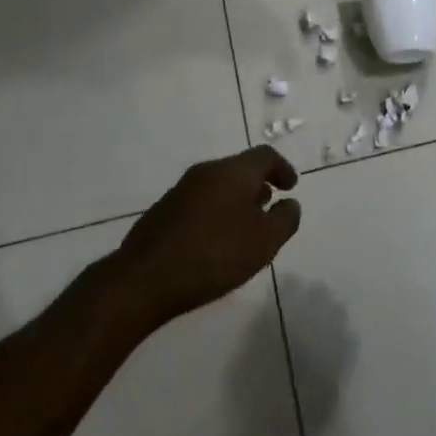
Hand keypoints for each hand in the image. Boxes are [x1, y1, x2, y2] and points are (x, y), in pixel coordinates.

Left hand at [109, 147, 301, 331]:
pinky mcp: (162, 213)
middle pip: (239, 169)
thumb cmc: (214, 255)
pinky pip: (199, 203)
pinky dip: (215, 213)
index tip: (291, 188)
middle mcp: (205, 172)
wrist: (144, 279)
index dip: (283, 168)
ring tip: (244, 228)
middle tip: (269, 207)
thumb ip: (285, 219)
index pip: (265, 156)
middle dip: (258, 185)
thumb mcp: (264, 242)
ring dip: (236, 200)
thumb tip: (290, 204)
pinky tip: (215, 243)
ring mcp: (180, 191)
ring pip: (217, 186)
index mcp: (232, 172)